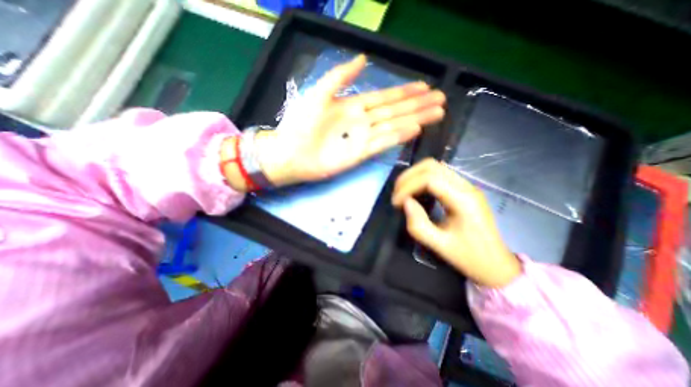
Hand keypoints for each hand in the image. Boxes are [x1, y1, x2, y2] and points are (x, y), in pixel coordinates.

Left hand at [256, 54, 445, 187]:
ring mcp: (362, 138)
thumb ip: (340, 77)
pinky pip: (382, 143)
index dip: (405, 91)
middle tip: (440, 100)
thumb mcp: (318, 93)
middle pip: (395, 110)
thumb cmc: (300, 124)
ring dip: (415, 119)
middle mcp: (362, 121)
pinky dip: (399, 136)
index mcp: (353, 105)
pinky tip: (415, 129)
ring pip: (394, 126)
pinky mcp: (360, 155)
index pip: (385, 97)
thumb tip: (363, 58)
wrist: (290, 153)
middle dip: (418, 105)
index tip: (425, 86)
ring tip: (436, 113)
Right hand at [391, 159, 521, 287]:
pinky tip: (416, 192)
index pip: (429, 179)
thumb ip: (418, 224)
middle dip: (408, 177)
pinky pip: (439, 174)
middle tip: (397, 194)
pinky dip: (422, 179)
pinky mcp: (463, 189)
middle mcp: (466, 186)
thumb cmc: (469, 257)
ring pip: (434, 167)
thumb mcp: (440, 246)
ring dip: (414, 176)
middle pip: (431, 166)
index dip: (407, 187)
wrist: (496, 264)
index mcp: (463, 200)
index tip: (396, 203)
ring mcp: (466, 185)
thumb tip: (405, 202)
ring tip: (403, 192)